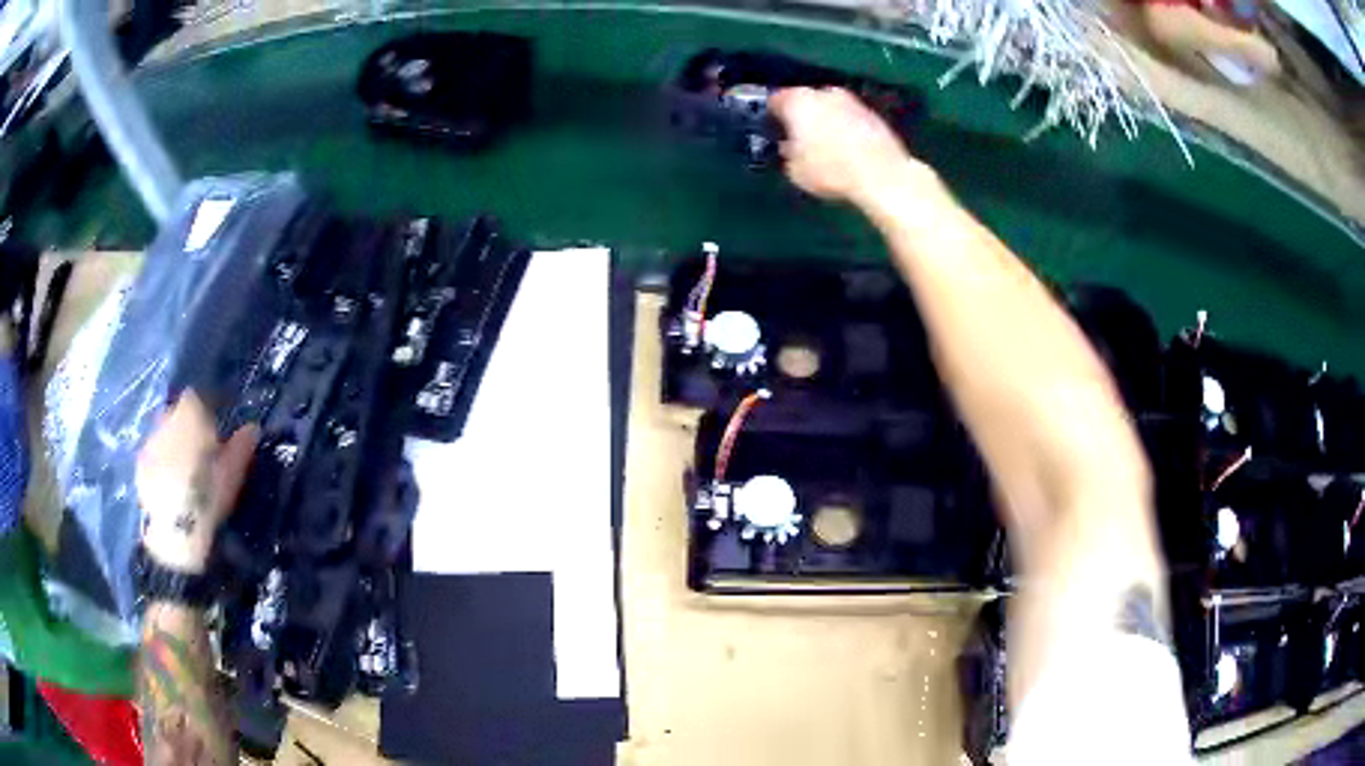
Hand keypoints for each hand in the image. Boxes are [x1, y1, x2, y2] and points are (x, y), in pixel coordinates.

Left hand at [137, 392, 257, 572]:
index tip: (215, 426)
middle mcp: (165, 422)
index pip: (195, 398)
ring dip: (172, 446)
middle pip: (175, 415)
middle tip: (199, 450)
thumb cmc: (207, 500)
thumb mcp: (233, 476)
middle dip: (185, 427)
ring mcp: (149, 445)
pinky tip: (171, 486)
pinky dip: (162, 466)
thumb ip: (240, 448)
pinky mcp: (140, 471)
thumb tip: (251, 428)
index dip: (205, 409)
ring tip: (184, 471)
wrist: (174, 540)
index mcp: (188, 416)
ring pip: (162, 436)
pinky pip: (153, 458)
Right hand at [768, 87, 936, 208]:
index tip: (770, 127)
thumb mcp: (794, 171)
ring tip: (823, 143)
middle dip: (801, 115)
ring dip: (825, 120)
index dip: (770, 114)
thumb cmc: (831, 171)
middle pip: (805, 99)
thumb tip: (789, 148)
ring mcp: (851, 101)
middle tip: (797, 136)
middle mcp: (824, 93)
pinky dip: (846, 128)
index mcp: (798, 101)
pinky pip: (850, 118)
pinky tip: (847, 148)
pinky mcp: (873, 115)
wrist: (883, 176)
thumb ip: (787, 153)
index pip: (775, 99)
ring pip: (829, 107)